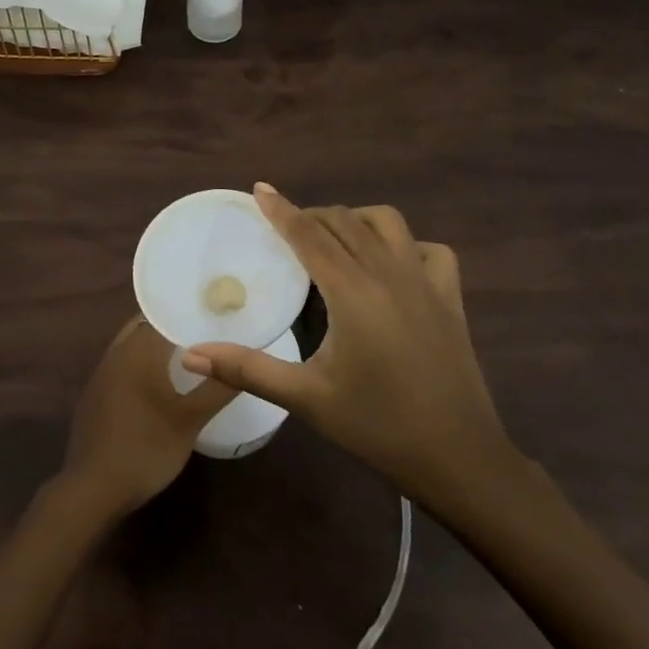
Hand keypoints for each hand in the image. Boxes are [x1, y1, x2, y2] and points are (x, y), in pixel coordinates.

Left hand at [61, 317, 238, 517]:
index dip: (189, 310)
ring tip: (188, 350)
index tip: (215, 310)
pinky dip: (143, 361)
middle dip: (174, 324)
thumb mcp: (190, 421)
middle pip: (147, 324)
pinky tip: (160, 379)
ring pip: (133, 343)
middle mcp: (117, 352)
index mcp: (138, 350)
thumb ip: (217, 388)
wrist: (92, 489)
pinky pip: (123, 362)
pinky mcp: (96, 393)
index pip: (165, 314)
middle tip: (205, 329)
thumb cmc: (145, 449)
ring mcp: (102, 373)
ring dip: (157, 343)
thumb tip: (244, 359)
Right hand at [181, 184, 516, 506]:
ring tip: (333, 239)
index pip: (308, 235)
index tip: (259, 190)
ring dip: (355, 220)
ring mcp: (425, 282)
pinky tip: (392, 264)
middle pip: (343, 222)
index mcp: (352, 291)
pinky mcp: (451, 298)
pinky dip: (406, 244)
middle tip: (284, 229)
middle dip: (311, 216)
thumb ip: (247, 369)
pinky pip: (430, 250)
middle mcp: (389, 273)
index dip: (281, 209)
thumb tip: (189, 354)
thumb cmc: (377, 426)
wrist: (458, 459)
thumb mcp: (306, 398)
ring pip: (388, 223)